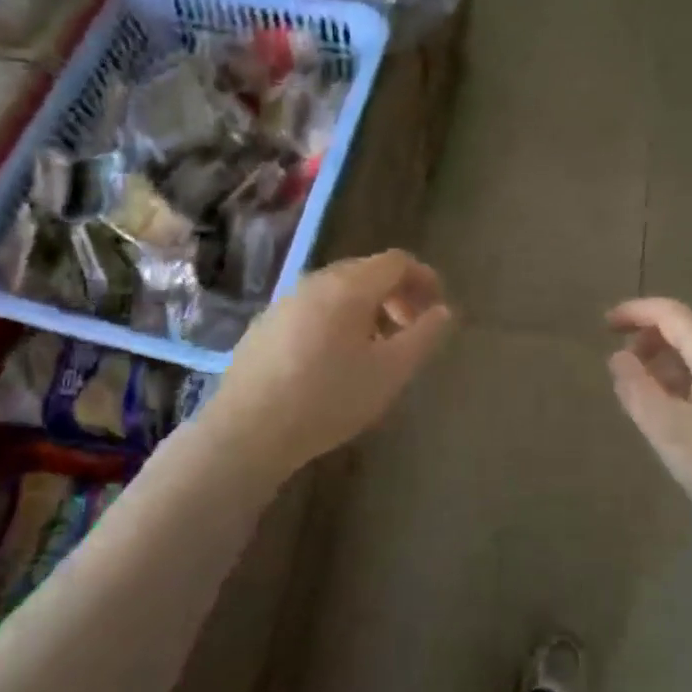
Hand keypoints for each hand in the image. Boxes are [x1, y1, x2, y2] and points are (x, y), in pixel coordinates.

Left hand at [211, 250, 454, 475]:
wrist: (249, 429)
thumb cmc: (330, 398)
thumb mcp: (390, 372)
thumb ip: (423, 336)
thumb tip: (442, 311)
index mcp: (349, 286)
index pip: (396, 261)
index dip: (424, 278)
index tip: (438, 307)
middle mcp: (315, 282)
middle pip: (365, 272)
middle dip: (396, 295)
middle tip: (410, 330)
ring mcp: (284, 302)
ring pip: (337, 291)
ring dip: (366, 310)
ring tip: (375, 348)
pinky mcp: (264, 325)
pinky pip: (312, 309)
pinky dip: (336, 321)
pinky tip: (332, 361)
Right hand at [607, 298, 691, 547]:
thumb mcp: (668, 430)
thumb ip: (636, 388)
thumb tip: (618, 357)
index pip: (670, 313)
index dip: (634, 312)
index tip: (604, 324)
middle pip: (691, 328)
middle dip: (652, 337)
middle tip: (623, 363)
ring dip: (672, 360)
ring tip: (647, 390)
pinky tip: (685, 413)